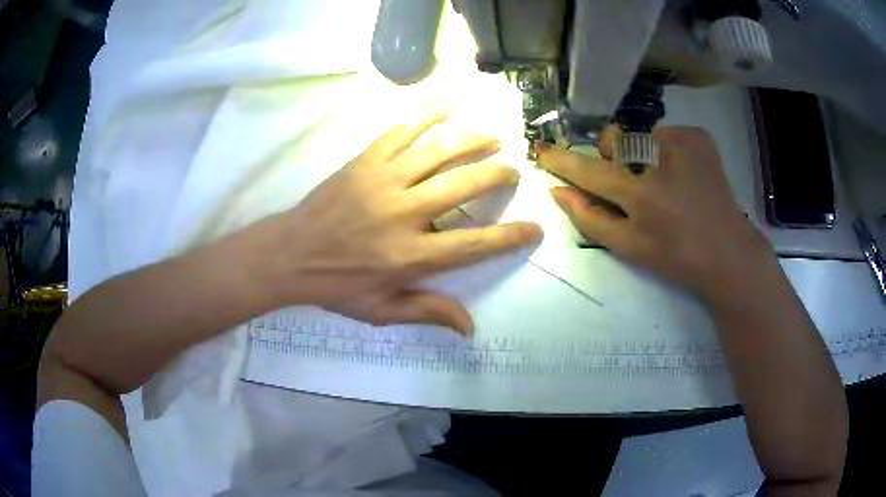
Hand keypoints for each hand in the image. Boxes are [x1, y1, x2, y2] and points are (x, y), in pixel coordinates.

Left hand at [247, 102, 541, 334]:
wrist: (288, 254)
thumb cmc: (335, 285)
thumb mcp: (380, 310)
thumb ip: (427, 313)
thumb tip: (470, 328)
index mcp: (408, 256)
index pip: (471, 245)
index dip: (508, 237)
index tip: (534, 228)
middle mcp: (401, 213)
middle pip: (461, 185)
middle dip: (495, 175)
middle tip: (512, 170)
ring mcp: (382, 180)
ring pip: (437, 150)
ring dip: (471, 139)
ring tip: (492, 136)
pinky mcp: (365, 160)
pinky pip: (401, 129)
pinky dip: (428, 113)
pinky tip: (449, 103)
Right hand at [537, 126, 772, 301]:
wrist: (728, 251)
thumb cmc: (676, 256)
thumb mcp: (629, 247)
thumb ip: (590, 218)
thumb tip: (557, 191)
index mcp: (640, 193)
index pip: (588, 169)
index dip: (562, 159)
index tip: (542, 149)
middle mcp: (659, 158)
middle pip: (614, 140)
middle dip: (613, 157)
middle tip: (632, 183)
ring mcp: (682, 142)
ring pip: (639, 134)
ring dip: (640, 153)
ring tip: (663, 179)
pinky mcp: (699, 137)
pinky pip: (666, 133)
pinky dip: (665, 149)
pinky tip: (682, 172)